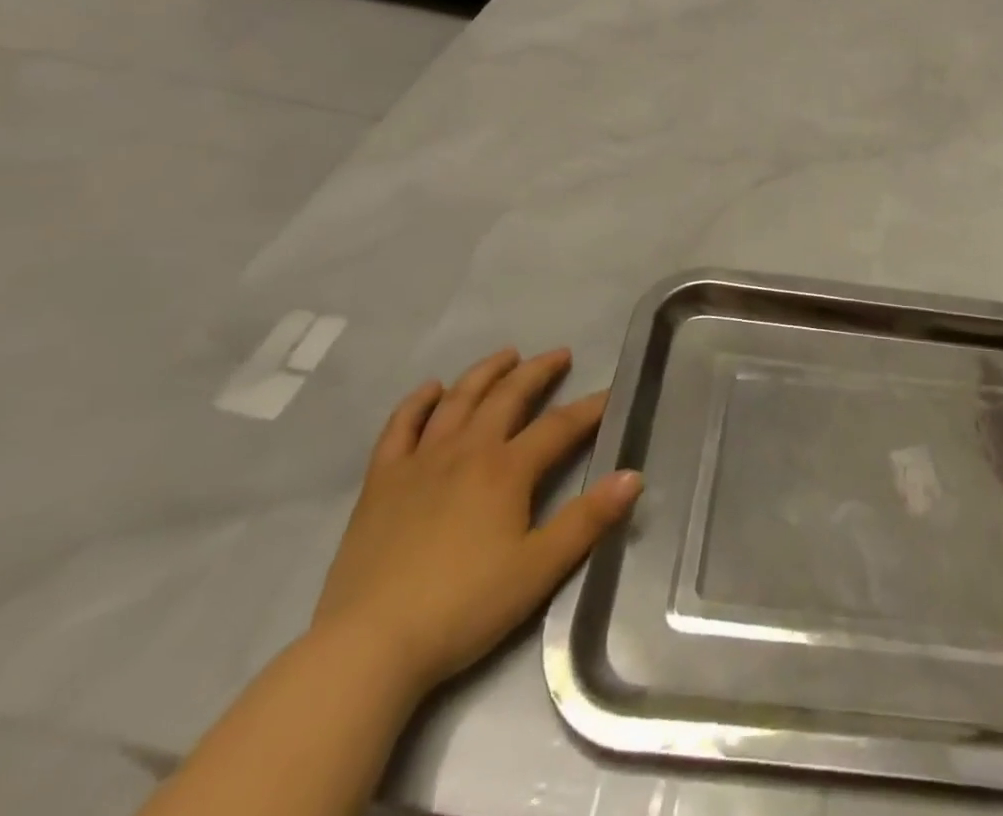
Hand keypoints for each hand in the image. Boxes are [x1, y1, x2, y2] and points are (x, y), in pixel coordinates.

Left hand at [309, 349, 641, 696]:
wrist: (369, 645)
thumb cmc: (463, 608)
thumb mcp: (539, 569)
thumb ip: (588, 520)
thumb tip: (633, 475)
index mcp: (507, 469)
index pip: (560, 426)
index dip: (590, 408)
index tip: (611, 395)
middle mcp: (467, 450)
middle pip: (508, 396)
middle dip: (538, 372)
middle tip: (559, 355)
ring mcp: (420, 462)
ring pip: (458, 400)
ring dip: (486, 373)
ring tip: (506, 356)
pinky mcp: (381, 482)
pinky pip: (400, 427)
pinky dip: (417, 403)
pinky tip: (430, 390)